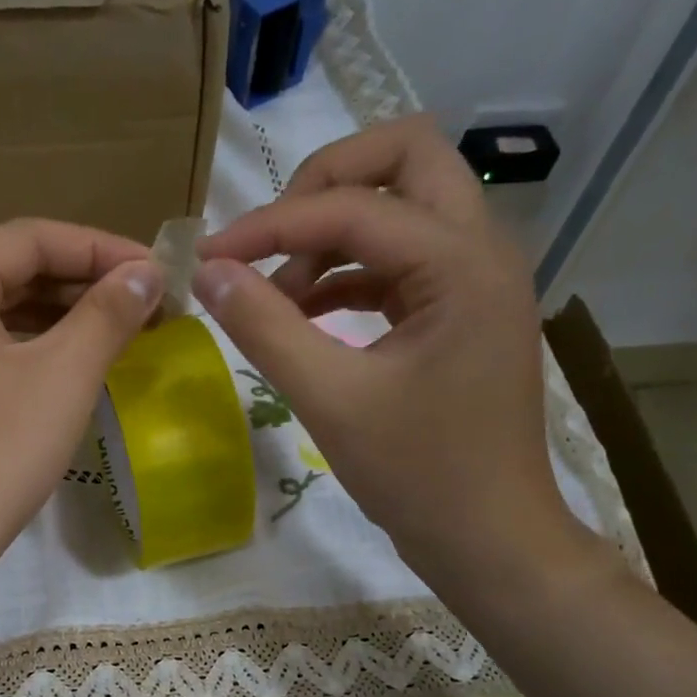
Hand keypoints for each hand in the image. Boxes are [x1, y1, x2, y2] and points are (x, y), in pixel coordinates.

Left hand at [0, 219, 159, 610]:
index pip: (34, 238)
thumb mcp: (60, 379)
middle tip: (152, 307)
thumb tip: (147, 274)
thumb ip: (107, 315)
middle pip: (18, 272)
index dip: (105, 249)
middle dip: (88, 285)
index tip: (162, 273)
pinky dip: (38, 354)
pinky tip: (78, 370)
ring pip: (5, 315)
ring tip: (127, 336)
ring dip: (67, 321)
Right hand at [194, 115, 584, 593]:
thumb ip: (265, 329)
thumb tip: (207, 272)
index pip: (352, 207)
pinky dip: (346, 275)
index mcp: (460, 264)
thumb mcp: (331, 400)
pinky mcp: (459, 311)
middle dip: (324, 186)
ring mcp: (474, 280)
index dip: (270, 225)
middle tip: (269, 241)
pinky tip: (304, 317)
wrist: (489, 539)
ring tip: (276, 300)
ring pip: (401, 207)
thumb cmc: (419, 475)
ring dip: (331, 237)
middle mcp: (480, 250)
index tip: (208, 259)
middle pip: (404, 158)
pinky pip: (397, 262)